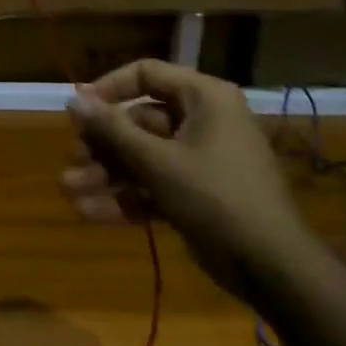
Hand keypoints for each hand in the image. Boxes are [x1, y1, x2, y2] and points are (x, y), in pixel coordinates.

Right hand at [61, 60, 320, 303]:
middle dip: (102, 145)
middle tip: (72, 160)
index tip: (78, 109)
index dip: (108, 88)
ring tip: (70, 191)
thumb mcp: (158, 161)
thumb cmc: (217, 198)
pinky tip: (90, 212)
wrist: (275, 271)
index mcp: (204, 99)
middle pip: (139, 121)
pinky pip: (155, 185)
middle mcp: (204, 121)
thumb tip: (73, 99)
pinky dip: (127, 198)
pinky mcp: (199, 194)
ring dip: (107, 175)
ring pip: (143, 157)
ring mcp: (202, 160)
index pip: (147, 74)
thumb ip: (112, 129)